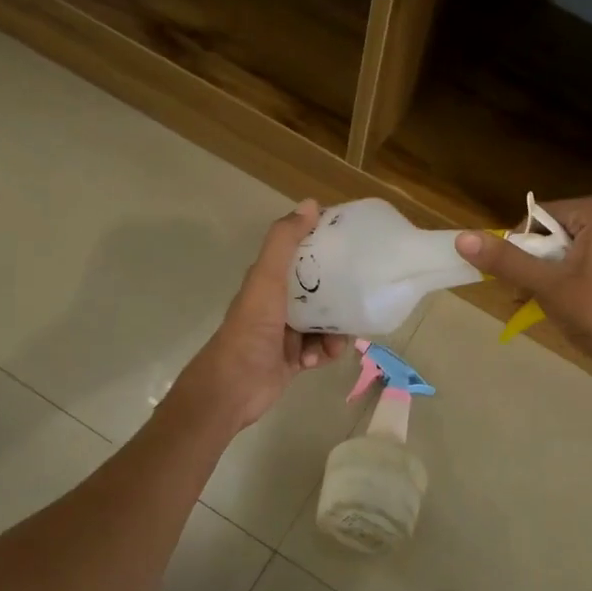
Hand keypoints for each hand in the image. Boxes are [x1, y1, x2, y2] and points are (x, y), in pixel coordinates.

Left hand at [174, 200, 347, 433]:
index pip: (303, 255)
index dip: (326, 248)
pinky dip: (324, 354)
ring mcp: (286, 333)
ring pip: (325, 323)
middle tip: (357, 298)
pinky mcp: (294, 360)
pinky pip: (321, 350)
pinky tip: (316, 360)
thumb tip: (311, 204)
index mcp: (270, 280)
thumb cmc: (251, 329)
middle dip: (339, 296)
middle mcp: (278, 303)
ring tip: (333, 342)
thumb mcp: (267, 279)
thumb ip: (284, 242)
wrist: (233, 387)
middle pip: (320, 291)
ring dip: (334, 332)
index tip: (353, 246)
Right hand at [455, 197, 591, 377]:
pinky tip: (562, 308)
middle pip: (550, 234)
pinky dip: (566, 284)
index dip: (520, 246)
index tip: (517, 279)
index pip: (538, 215)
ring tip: (543, 305)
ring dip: (546, 278)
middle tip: (527, 296)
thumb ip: (507, 261)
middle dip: (533, 265)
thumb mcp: (549, 286)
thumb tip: (461, 237)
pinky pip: (581, 266)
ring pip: (564, 253)